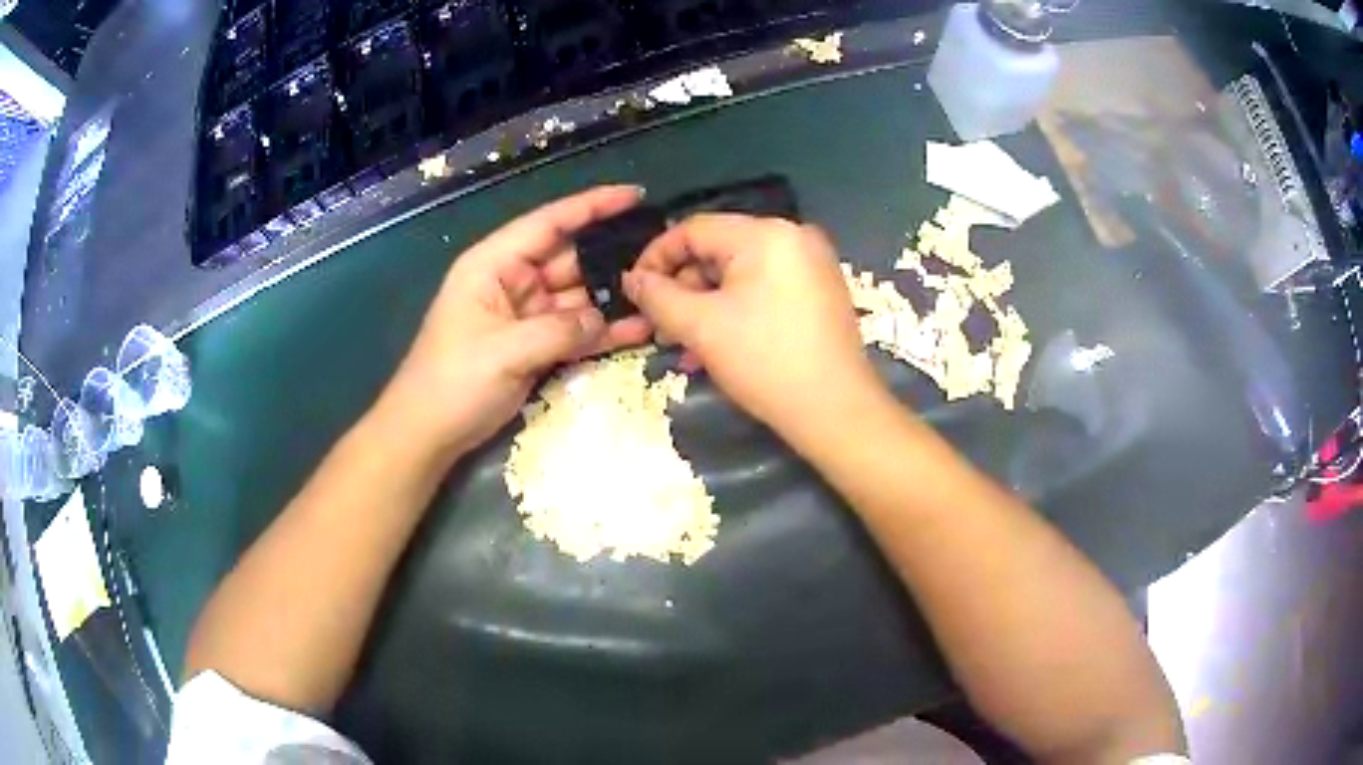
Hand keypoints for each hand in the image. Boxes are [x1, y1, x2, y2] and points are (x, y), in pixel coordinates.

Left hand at [377, 186, 652, 459]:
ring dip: (613, 299)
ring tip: (660, 296)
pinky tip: (639, 330)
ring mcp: (525, 314)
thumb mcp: (504, 352)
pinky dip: (601, 332)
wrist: (428, 433)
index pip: (549, 223)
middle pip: (570, 259)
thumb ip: (558, 330)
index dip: (591, 206)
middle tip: (662, 260)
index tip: (634, 195)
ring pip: (578, 296)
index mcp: (494, 264)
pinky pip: (574, 330)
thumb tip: (602, 319)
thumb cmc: (453, 382)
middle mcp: (512, 281)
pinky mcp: (534, 344)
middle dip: (611, 258)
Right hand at [623, 214, 881, 440]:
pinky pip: (764, 289)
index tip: (634, 291)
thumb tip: (632, 279)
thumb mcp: (700, 327)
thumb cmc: (765, 362)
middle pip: (718, 251)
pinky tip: (715, 346)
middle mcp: (793, 237)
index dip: (655, 257)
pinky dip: (736, 311)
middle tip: (659, 327)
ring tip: (682, 345)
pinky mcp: (820, 291)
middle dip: (682, 289)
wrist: (836, 411)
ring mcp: (812, 264)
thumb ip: (657, 296)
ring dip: (704, 307)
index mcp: (766, 234)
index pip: (693, 229)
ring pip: (739, 275)